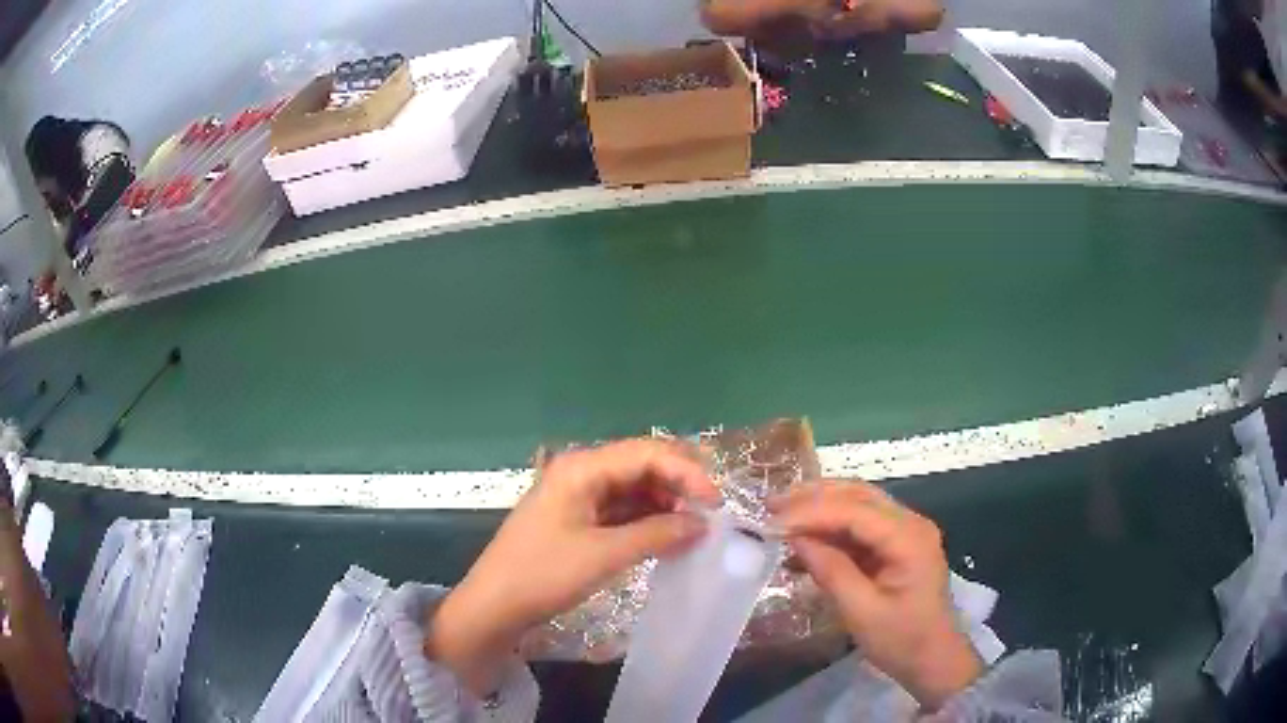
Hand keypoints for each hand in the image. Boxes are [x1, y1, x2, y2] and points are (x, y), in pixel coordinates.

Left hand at [427, 439, 719, 694]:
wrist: (493, 606)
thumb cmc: (543, 574)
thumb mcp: (604, 555)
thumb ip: (656, 535)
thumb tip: (702, 525)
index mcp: (582, 468)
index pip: (646, 453)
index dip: (686, 472)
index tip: (716, 502)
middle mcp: (580, 473)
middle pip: (640, 466)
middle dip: (677, 486)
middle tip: (710, 515)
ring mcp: (577, 497)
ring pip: (632, 490)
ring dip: (664, 506)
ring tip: (692, 531)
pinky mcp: (577, 521)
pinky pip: (620, 512)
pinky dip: (645, 522)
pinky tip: (666, 539)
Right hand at [770, 481, 981, 709]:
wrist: (933, 659)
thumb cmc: (902, 640)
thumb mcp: (862, 612)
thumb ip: (830, 570)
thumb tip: (795, 538)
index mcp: (909, 538)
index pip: (855, 511)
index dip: (811, 512)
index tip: (772, 521)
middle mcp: (910, 523)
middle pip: (858, 495)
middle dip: (814, 497)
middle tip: (772, 504)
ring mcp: (906, 532)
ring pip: (858, 505)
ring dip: (820, 508)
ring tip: (781, 514)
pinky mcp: (897, 545)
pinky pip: (861, 526)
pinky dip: (831, 529)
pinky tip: (805, 540)